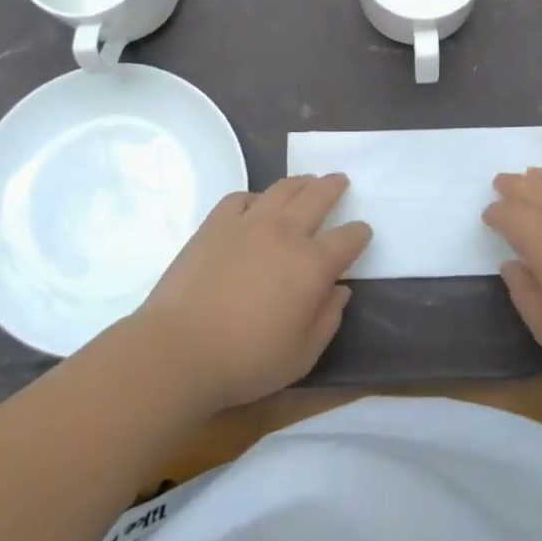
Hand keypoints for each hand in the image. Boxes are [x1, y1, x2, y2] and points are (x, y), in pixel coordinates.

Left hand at [132, 175, 371, 411]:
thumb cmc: (247, 360)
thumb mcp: (303, 355)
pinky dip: (255, 197)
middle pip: (318, 196)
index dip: (359, 233)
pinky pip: (242, 197)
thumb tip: (339, 290)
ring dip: (301, 182)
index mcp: (313, 264)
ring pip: (283, 188)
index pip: (348, 238)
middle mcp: (286, 232)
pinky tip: (255, 205)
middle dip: (333, 186)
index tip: (362, 232)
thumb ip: (328, 319)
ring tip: (306, 181)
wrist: (179, 349)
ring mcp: (250, 222)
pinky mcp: (216, 223)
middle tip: (339, 180)